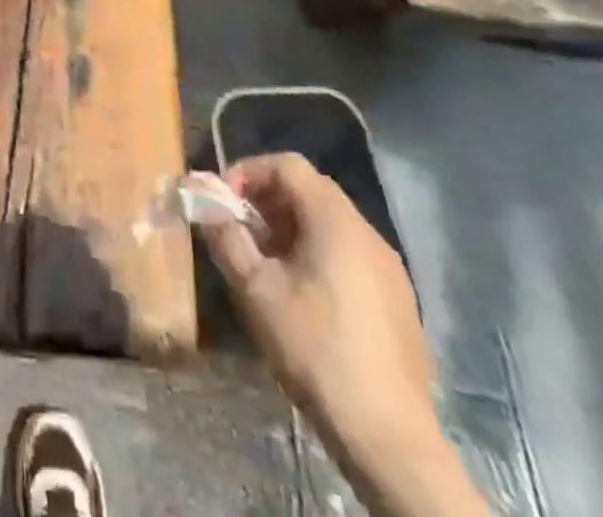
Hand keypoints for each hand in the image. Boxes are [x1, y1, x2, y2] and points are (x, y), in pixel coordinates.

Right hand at [201, 155, 483, 516]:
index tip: (223, 201)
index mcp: (335, 219)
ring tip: (263, 263)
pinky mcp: (398, 301)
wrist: (388, 436)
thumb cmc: (315, 348)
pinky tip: (301, 295)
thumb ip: (226, 238)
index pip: (287, 165)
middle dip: (266, 201)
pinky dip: (317, 254)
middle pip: (310, 191)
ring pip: (330, 224)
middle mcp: (367, 232)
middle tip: (237, 229)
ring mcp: (389, 267)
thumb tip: (204, 204)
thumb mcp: (256, 290)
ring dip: (290, 229)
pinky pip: (349, 254)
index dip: (249, 172)